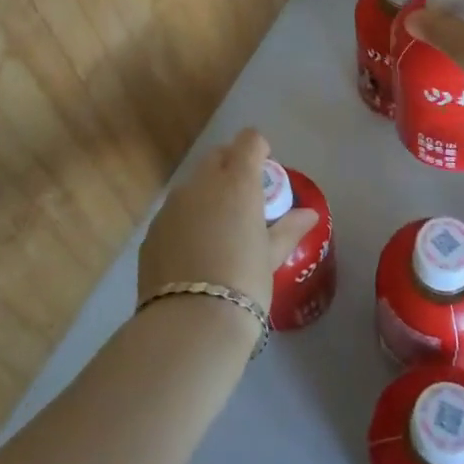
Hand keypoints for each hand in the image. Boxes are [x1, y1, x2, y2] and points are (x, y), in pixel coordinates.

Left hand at [136, 128, 318, 316]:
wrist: (190, 322)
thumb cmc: (244, 283)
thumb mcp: (271, 256)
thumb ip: (289, 229)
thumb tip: (310, 215)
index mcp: (237, 182)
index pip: (249, 141)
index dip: (259, 149)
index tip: (265, 168)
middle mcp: (201, 184)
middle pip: (218, 156)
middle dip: (232, 166)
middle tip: (245, 198)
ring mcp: (172, 205)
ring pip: (193, 184)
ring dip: (208, 193)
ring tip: (219, 228)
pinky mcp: (153, 230)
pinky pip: (174, 212)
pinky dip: (187, 219)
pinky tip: (194, 251)